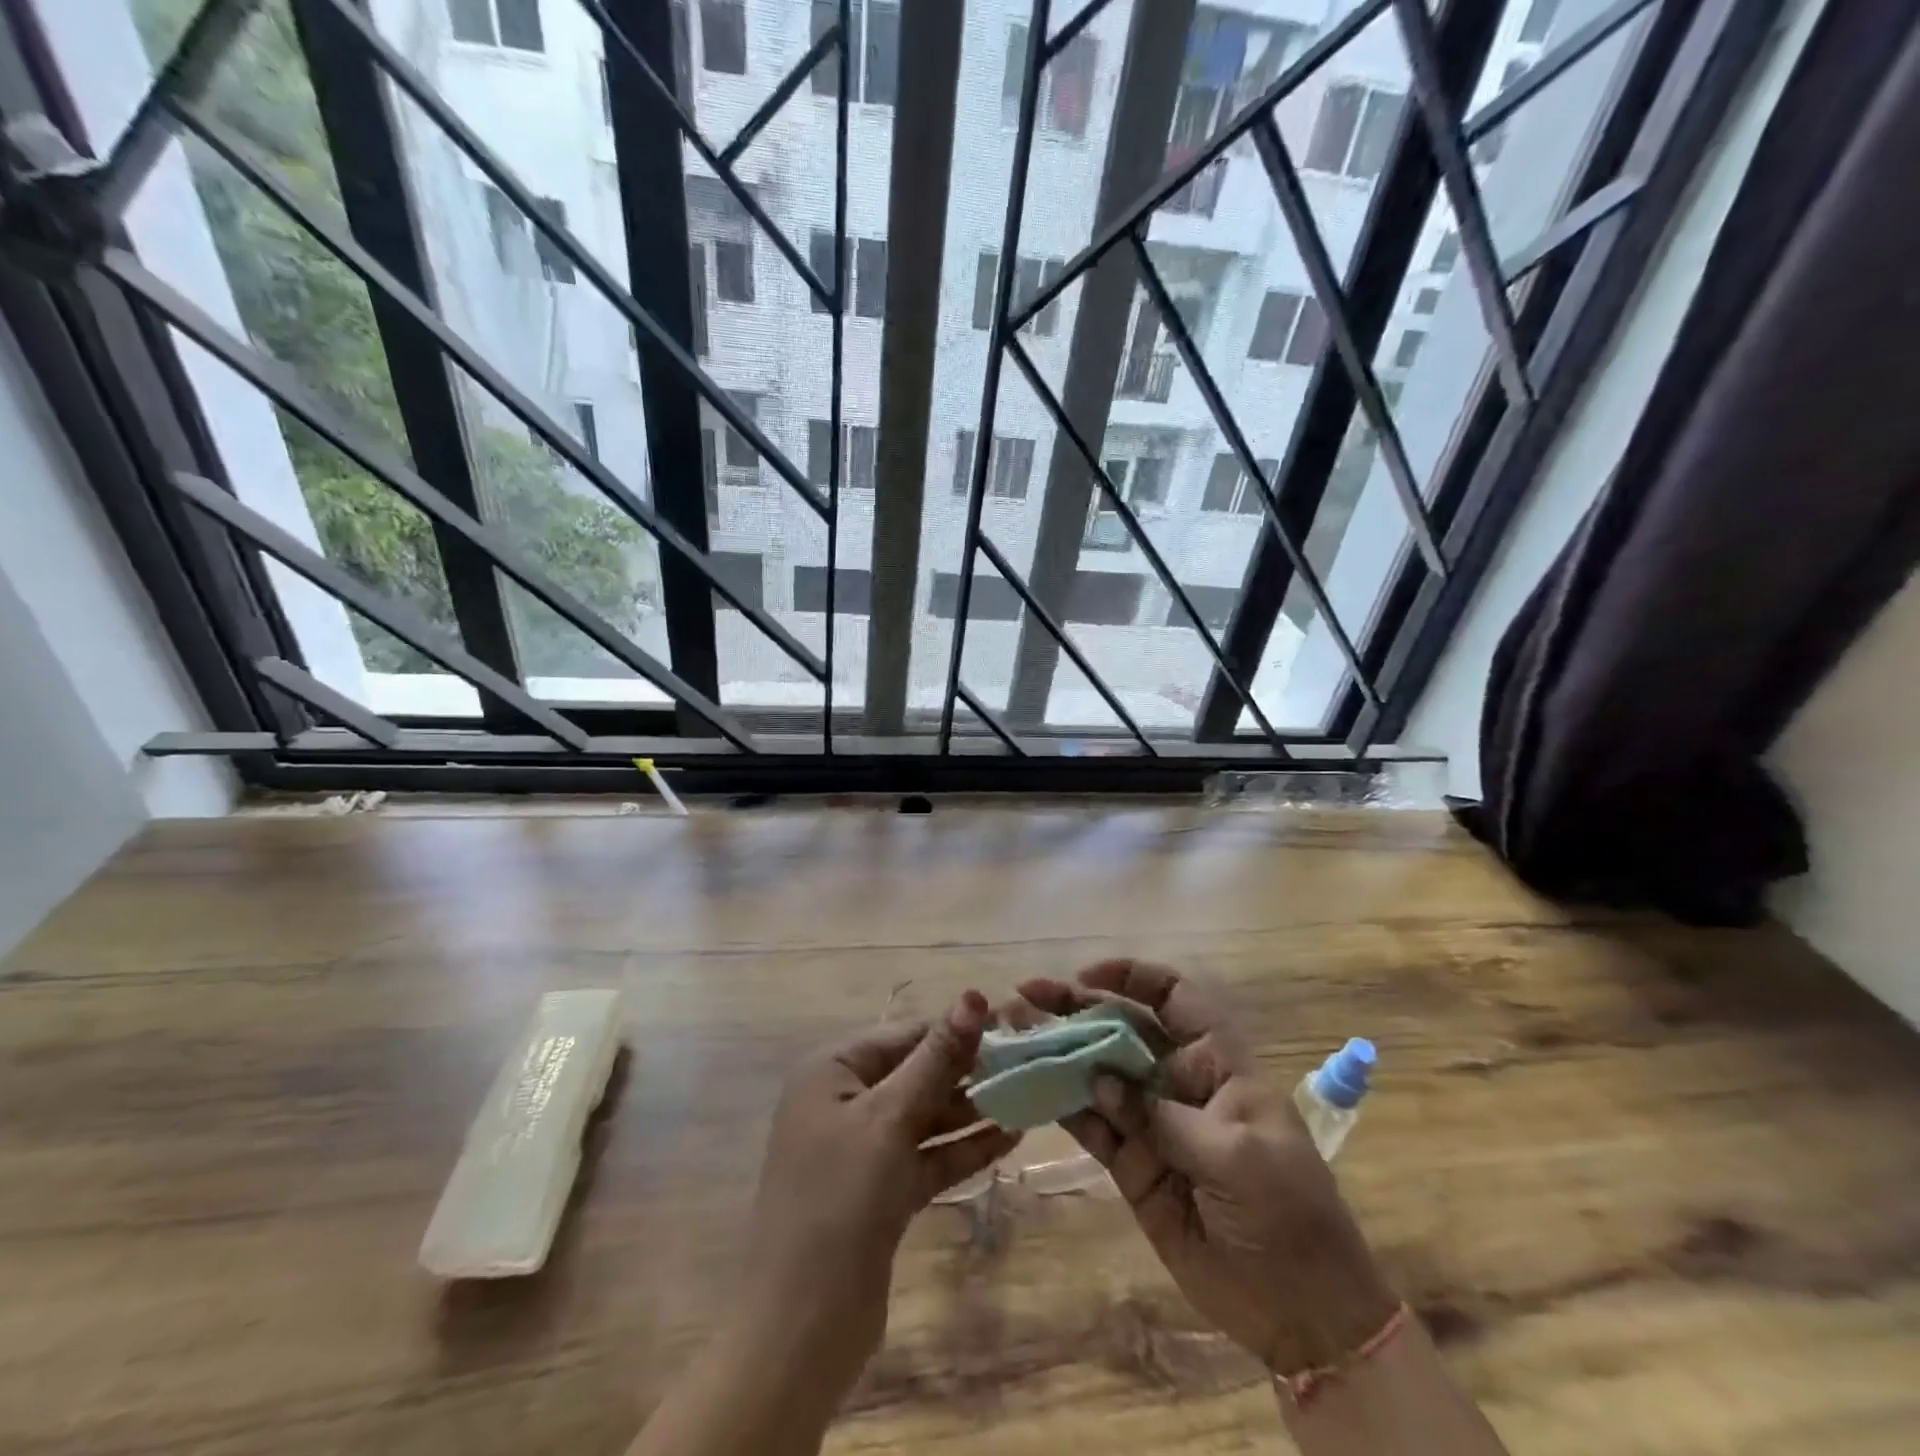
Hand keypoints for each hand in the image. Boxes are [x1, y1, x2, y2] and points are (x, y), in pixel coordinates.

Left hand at [732, 991, 1019, 1403]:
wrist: (800, 1329)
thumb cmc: (839, 1200)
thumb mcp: (890, 1118)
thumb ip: (936, 1058)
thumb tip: (972, 995)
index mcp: (833, 1071)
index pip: (905, 1035)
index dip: (956, 1029)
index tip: (1012, 1026)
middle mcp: (845, 1102)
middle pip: (916, 1073)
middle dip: (968, 1070)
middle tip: (1029, 1062)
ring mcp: (863, 1150)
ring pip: (926, 1116)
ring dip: (972, 1109)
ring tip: (1029, 1095)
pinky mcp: (882, 1192)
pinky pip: (928, 1156)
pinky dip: (963, 1148)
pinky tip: (1010, 1137)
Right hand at [1016, 961, 1397, 1376]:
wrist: (1302, 1312)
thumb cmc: (1287, 1213)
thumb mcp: (1236, 1156)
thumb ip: (1162, 1116)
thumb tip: (1098, 1080)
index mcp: (1217, 1062)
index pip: (1173, 997)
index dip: (1131, 977)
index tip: (1084, 976)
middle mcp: (1179, 1080)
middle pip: (1122, 1028)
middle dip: (1076, 1008)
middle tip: (1026, 996)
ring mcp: (1152, 1122)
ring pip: (1098, 1073)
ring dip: (1058, 1052)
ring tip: (1015, 1036)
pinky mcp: (1133, 1165)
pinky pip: (1093, 1125)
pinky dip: (1063, 1106)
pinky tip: (1031, 1089)